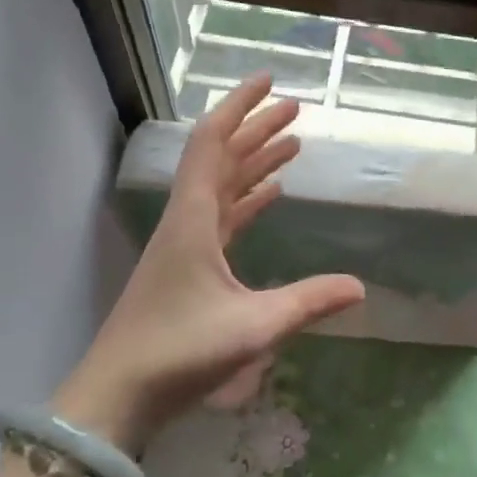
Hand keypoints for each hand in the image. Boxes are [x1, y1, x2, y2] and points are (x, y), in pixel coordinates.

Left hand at [55, 75, 365, 452]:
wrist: (118, 394)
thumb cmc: (179, 351)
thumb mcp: (252, 326)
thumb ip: (307, 302)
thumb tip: (359, 287)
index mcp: (193, 218)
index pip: (214, 143)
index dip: (240, 106)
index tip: (269, 81)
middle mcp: (186, 220)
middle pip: (221, 158)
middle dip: (256, 129)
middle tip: (294, 109)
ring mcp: (185, 244)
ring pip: (222, 186)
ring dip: (254, 162)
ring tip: (291, 144)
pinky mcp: (187, 268)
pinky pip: (222, 218)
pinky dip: (247, 199)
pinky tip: (269, 195)